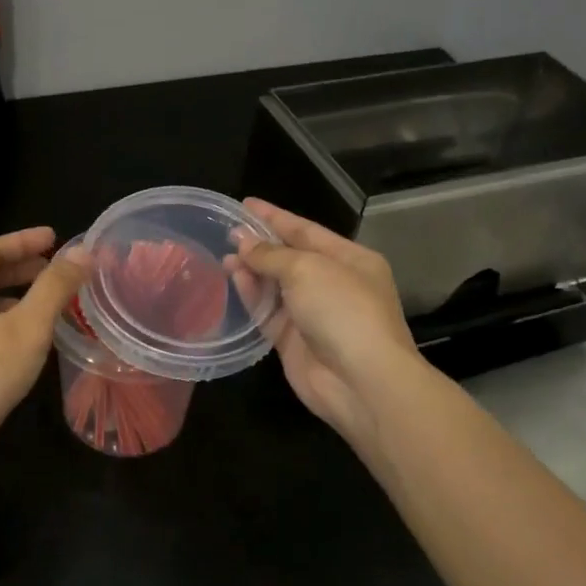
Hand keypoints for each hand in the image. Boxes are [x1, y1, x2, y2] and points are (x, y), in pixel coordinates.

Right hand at [231, 198, 420, 451]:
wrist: (360, 380)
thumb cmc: (343, 311)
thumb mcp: (308, 270)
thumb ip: (272, 255)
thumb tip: (243, 244)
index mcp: (350, 259)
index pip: (307, 231)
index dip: (275, 217)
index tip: (246, 204)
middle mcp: (333, 284)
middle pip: (290, 258)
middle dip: (261, 244)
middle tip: (227, 232)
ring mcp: (313, 314)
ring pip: (276, 286)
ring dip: (252, 270)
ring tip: (224, 256)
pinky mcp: (293, 341)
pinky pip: (267, 312)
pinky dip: (251, 296)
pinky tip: (233, 279)